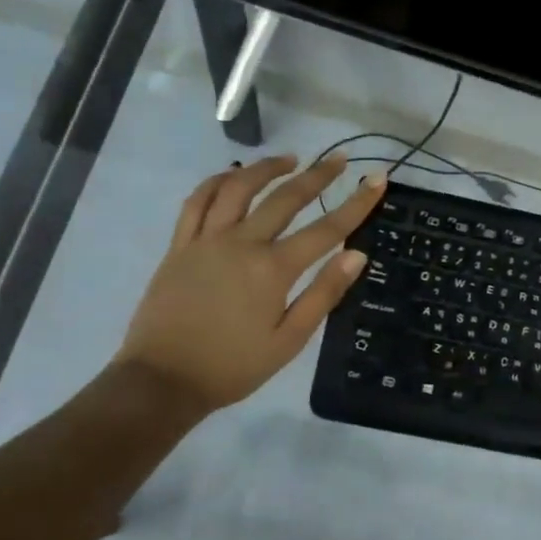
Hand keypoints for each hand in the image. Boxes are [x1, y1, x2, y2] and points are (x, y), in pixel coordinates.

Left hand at [115, 154, 384, 414]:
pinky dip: (217, 181)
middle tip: (338, 159)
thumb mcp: (288, 340)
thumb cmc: (233, 367)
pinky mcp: (180, 245)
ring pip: (238, 187)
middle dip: (317, 175)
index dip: (357, 203)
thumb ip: (323, 294)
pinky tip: (233, 176)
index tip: (377, 179)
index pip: (326, 229)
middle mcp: (241, 243)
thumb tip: (356, 255)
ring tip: (290, 159)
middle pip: (285, 198)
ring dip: (266, 168)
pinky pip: (197, 201)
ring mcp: (206, 240)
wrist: (163, 380)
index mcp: (273, 269)